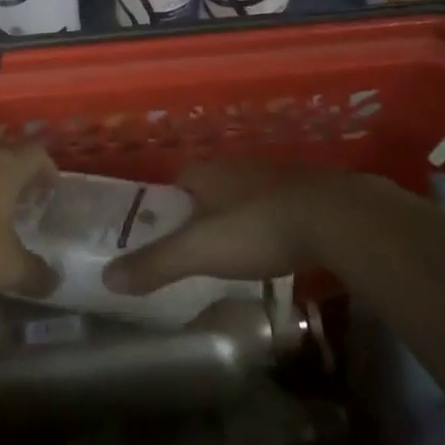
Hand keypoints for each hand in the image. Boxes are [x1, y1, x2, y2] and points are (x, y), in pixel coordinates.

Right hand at [104, 162, 366, 294]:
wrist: (337, 218)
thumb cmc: (258, 228)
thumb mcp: (200, 251)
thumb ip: (156, 263)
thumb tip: (107, 278)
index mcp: (210, 173)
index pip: (180, 179)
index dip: (169, 202)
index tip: (163, 229)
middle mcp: (241, 167)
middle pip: (213, 186)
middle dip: (204, 210)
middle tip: (198, 245)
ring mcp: (278, 177)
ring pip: (248, 195)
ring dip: (240, 215)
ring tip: (237, 249)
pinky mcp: (310, 193)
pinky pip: (280, 206)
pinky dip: (273, 223)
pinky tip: (278, 247)